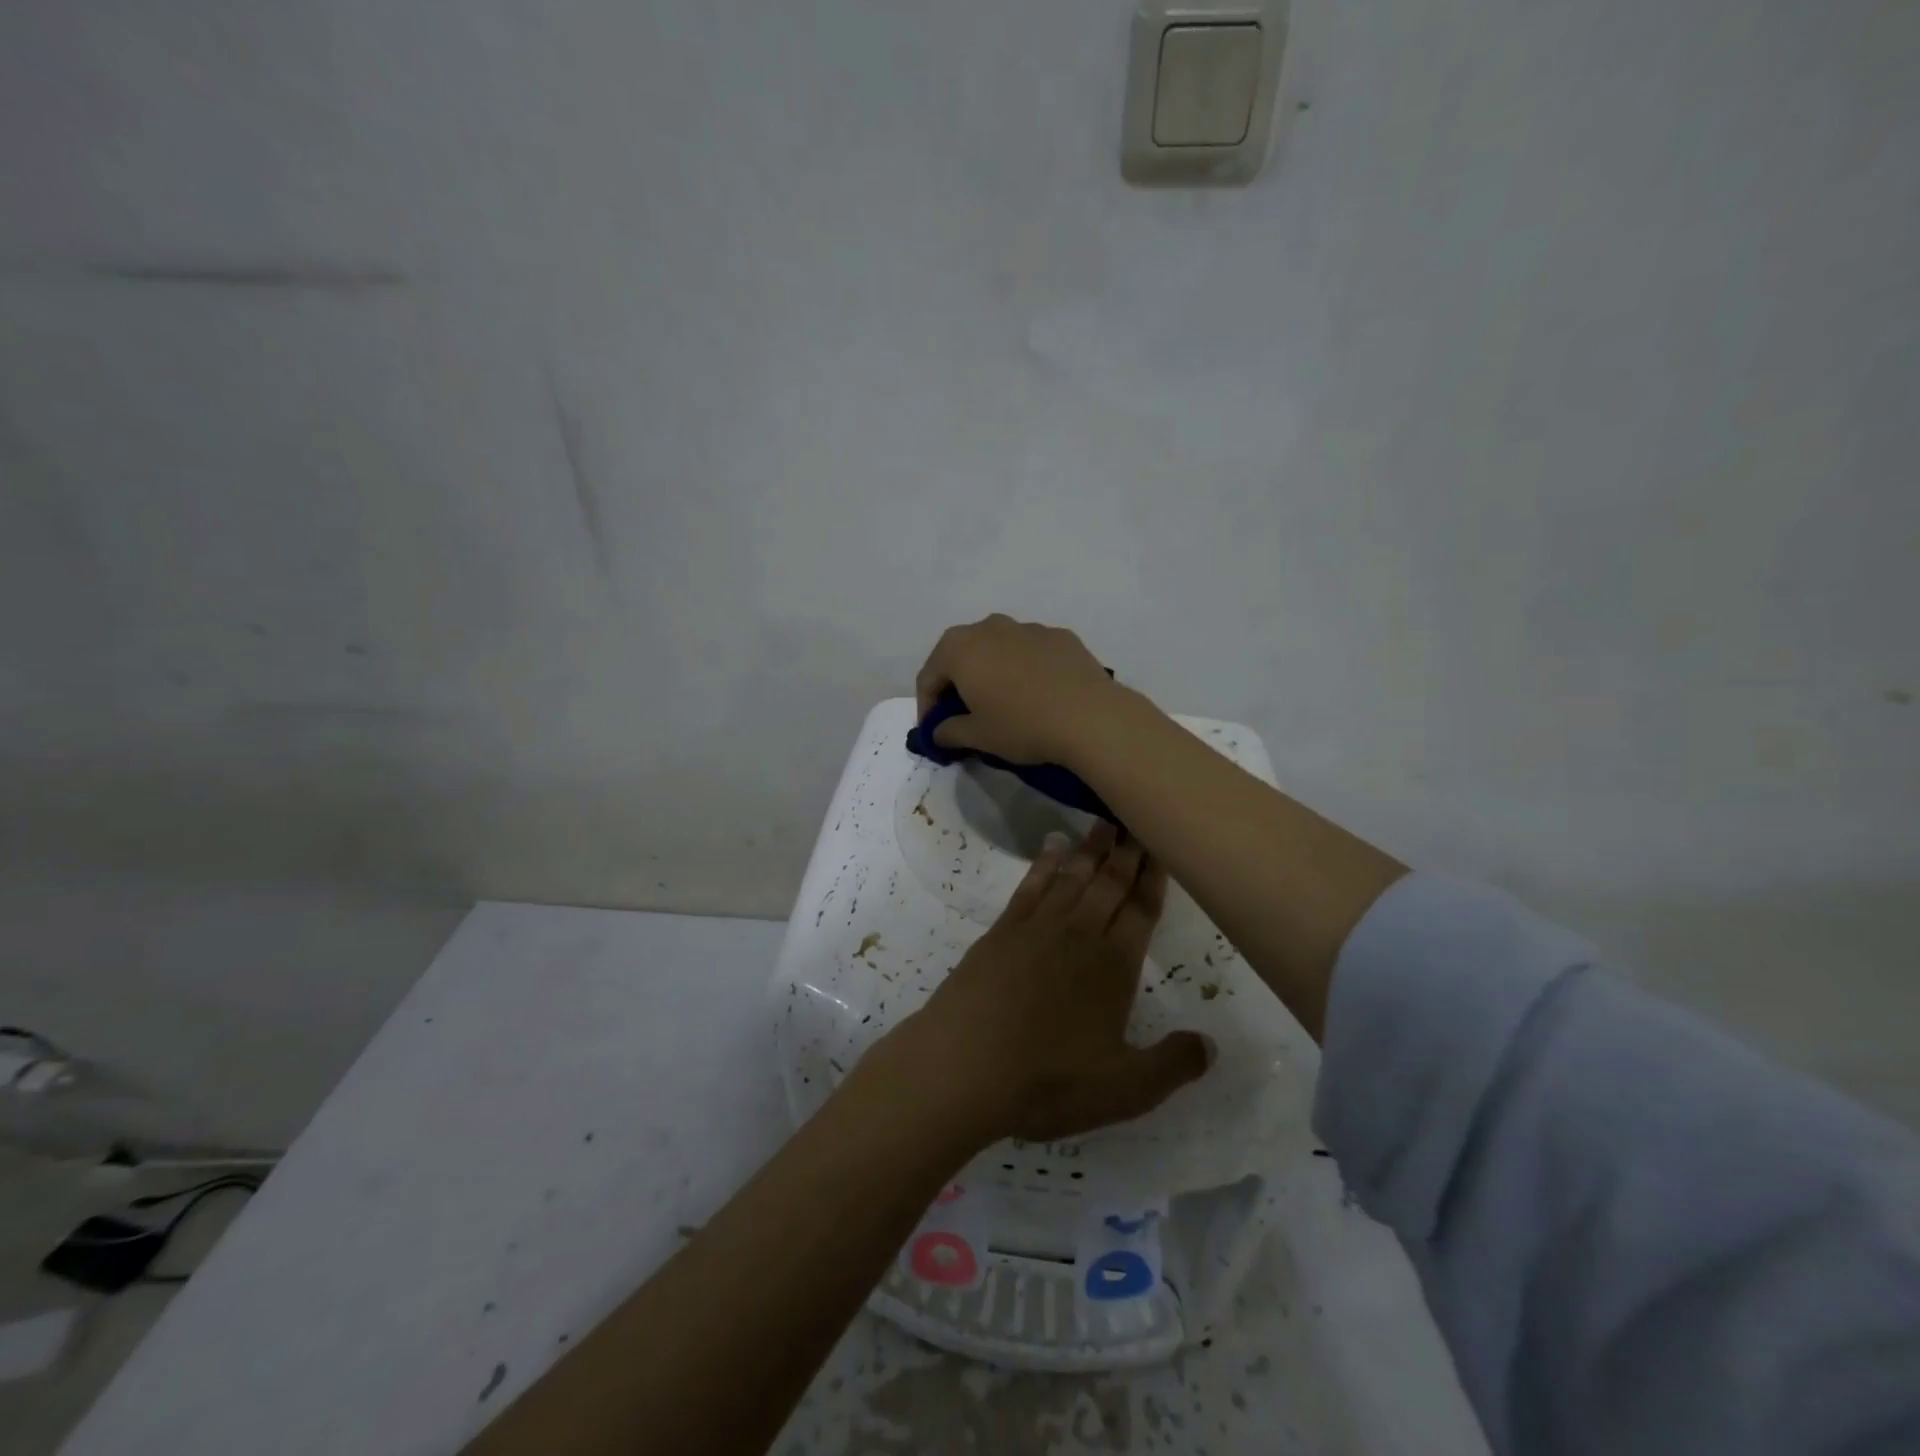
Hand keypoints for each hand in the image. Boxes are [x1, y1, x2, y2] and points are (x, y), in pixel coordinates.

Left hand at [863, 823, 1211, 1146]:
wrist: (963, 1065)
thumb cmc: (1048, 1081)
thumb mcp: (1124, 1090)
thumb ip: (1173, 1064)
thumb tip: (1211, 1044)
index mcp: (1114, 966)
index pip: (1142, 910)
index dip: (1154, 878)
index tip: (1162, 845)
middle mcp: (1079, 935)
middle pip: (1110, 883)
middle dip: (1127, 851)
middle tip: (1137, 814)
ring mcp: (1036, 928)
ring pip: (1072, 877)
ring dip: (1090, 849)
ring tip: (1104, 821)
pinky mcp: (1002, 931)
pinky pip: (1030, 886)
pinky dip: (1044, 862)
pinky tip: (1052, 846)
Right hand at [915, 615, 1124, 766]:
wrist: (1090, 717)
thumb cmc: (1021, 726)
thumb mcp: (977, 737)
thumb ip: (949, 731)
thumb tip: (940, 731)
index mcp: (959, 648)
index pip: (928, 677)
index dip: (926, 707)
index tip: (935, 732)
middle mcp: (989, 627)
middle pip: (961, 655)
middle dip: (957, 684)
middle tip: (965, 715)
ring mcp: (1028, 627)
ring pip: (997, 649)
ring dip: (991, 672)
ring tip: (1004, 703)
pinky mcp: (1060, 636)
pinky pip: (1030, 652)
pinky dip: (1024, 669)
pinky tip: (1038, 695)